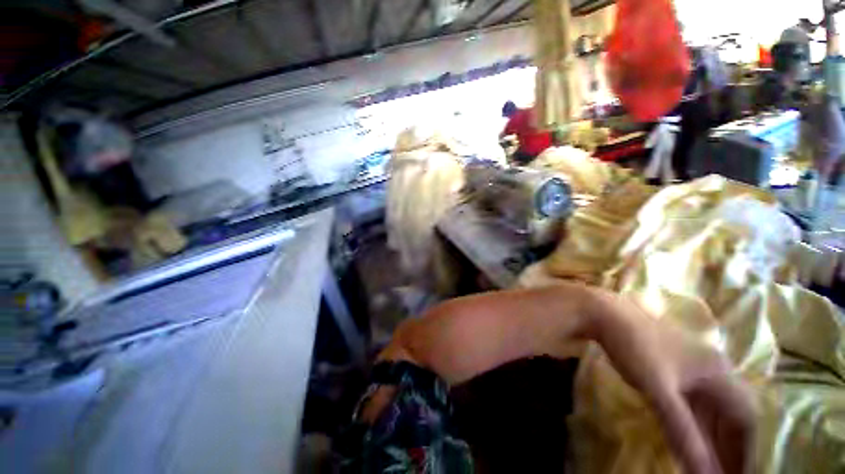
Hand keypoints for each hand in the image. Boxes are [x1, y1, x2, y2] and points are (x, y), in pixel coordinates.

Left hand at [589, 292, 754, 473]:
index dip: (746, 451)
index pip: (747, 420)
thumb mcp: (660, 391)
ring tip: (709, 466)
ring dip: (712, 437)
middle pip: (732, 416)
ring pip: (712, 410)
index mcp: (719, 373)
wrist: (604, 313)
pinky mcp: (673, 368)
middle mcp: (713, 370)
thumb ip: (684, 433)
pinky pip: (693, 402)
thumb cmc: (635, 348)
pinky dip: (695, 424)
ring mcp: (692, 367)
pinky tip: (688, 438)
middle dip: (730, 447)